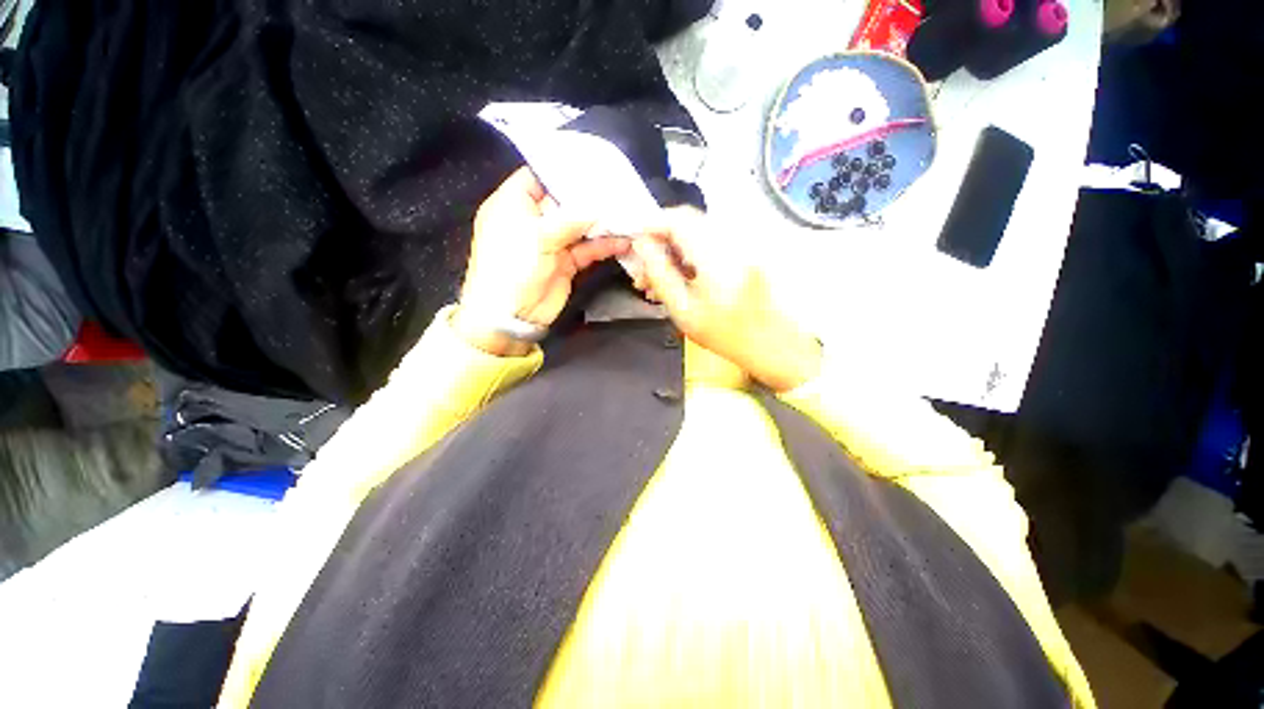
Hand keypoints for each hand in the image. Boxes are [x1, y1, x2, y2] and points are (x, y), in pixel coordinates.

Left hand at [455, 167, 631, 355]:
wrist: (512, 315)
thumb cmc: (513, 268)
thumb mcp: (537, 236)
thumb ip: (570, 219)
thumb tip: (598, 206)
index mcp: (513, 204)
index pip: (537, 176)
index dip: (562, 169)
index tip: (591, 164)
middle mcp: (533, 220)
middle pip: (564, 201)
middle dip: (590, 196)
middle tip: (618, 186)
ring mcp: (551, 242)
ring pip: (579, 226)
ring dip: (601, 222)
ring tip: (627, 213)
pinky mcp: (566, 262)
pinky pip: (587, 249)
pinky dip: (604, 246)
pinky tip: (624, 242)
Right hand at [632, 209, 821, 391]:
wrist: (774, 344)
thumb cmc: (727, 335)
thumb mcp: (684, 310)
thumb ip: (660, 274)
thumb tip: (641, 245)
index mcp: (716, 254)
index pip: (677, 219)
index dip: (651, 226)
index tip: (635, 246)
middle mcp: (731, 239)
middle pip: (686, 223)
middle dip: (660, 243)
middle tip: (643, 272)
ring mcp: (741, 244)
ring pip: (696, 234)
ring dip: (673, 252)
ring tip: (657, 283)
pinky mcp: (745, 251)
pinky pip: (709, 244)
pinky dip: (690, 257)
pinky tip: (680, 281)